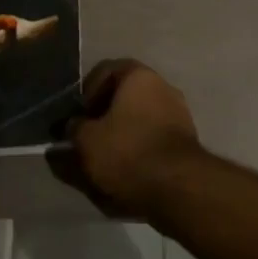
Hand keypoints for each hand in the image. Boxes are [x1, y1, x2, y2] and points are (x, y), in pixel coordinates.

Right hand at [59, 60, 202, 219]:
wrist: (178, 187)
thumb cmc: (127, 152)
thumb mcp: (87, 142)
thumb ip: (73, 130)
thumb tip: (70, 127)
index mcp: (138, 75)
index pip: (105, 70)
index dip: (86, 92)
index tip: (77, 117)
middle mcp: (162, 85)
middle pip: (124, 94)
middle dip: (104, 115)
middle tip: (89, 138)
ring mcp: (178, 112)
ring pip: (140, 117)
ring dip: (122, 133)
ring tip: (105, 160)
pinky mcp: (187, 139)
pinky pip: (154, 137)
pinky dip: (139, 148)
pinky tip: (128, 170)